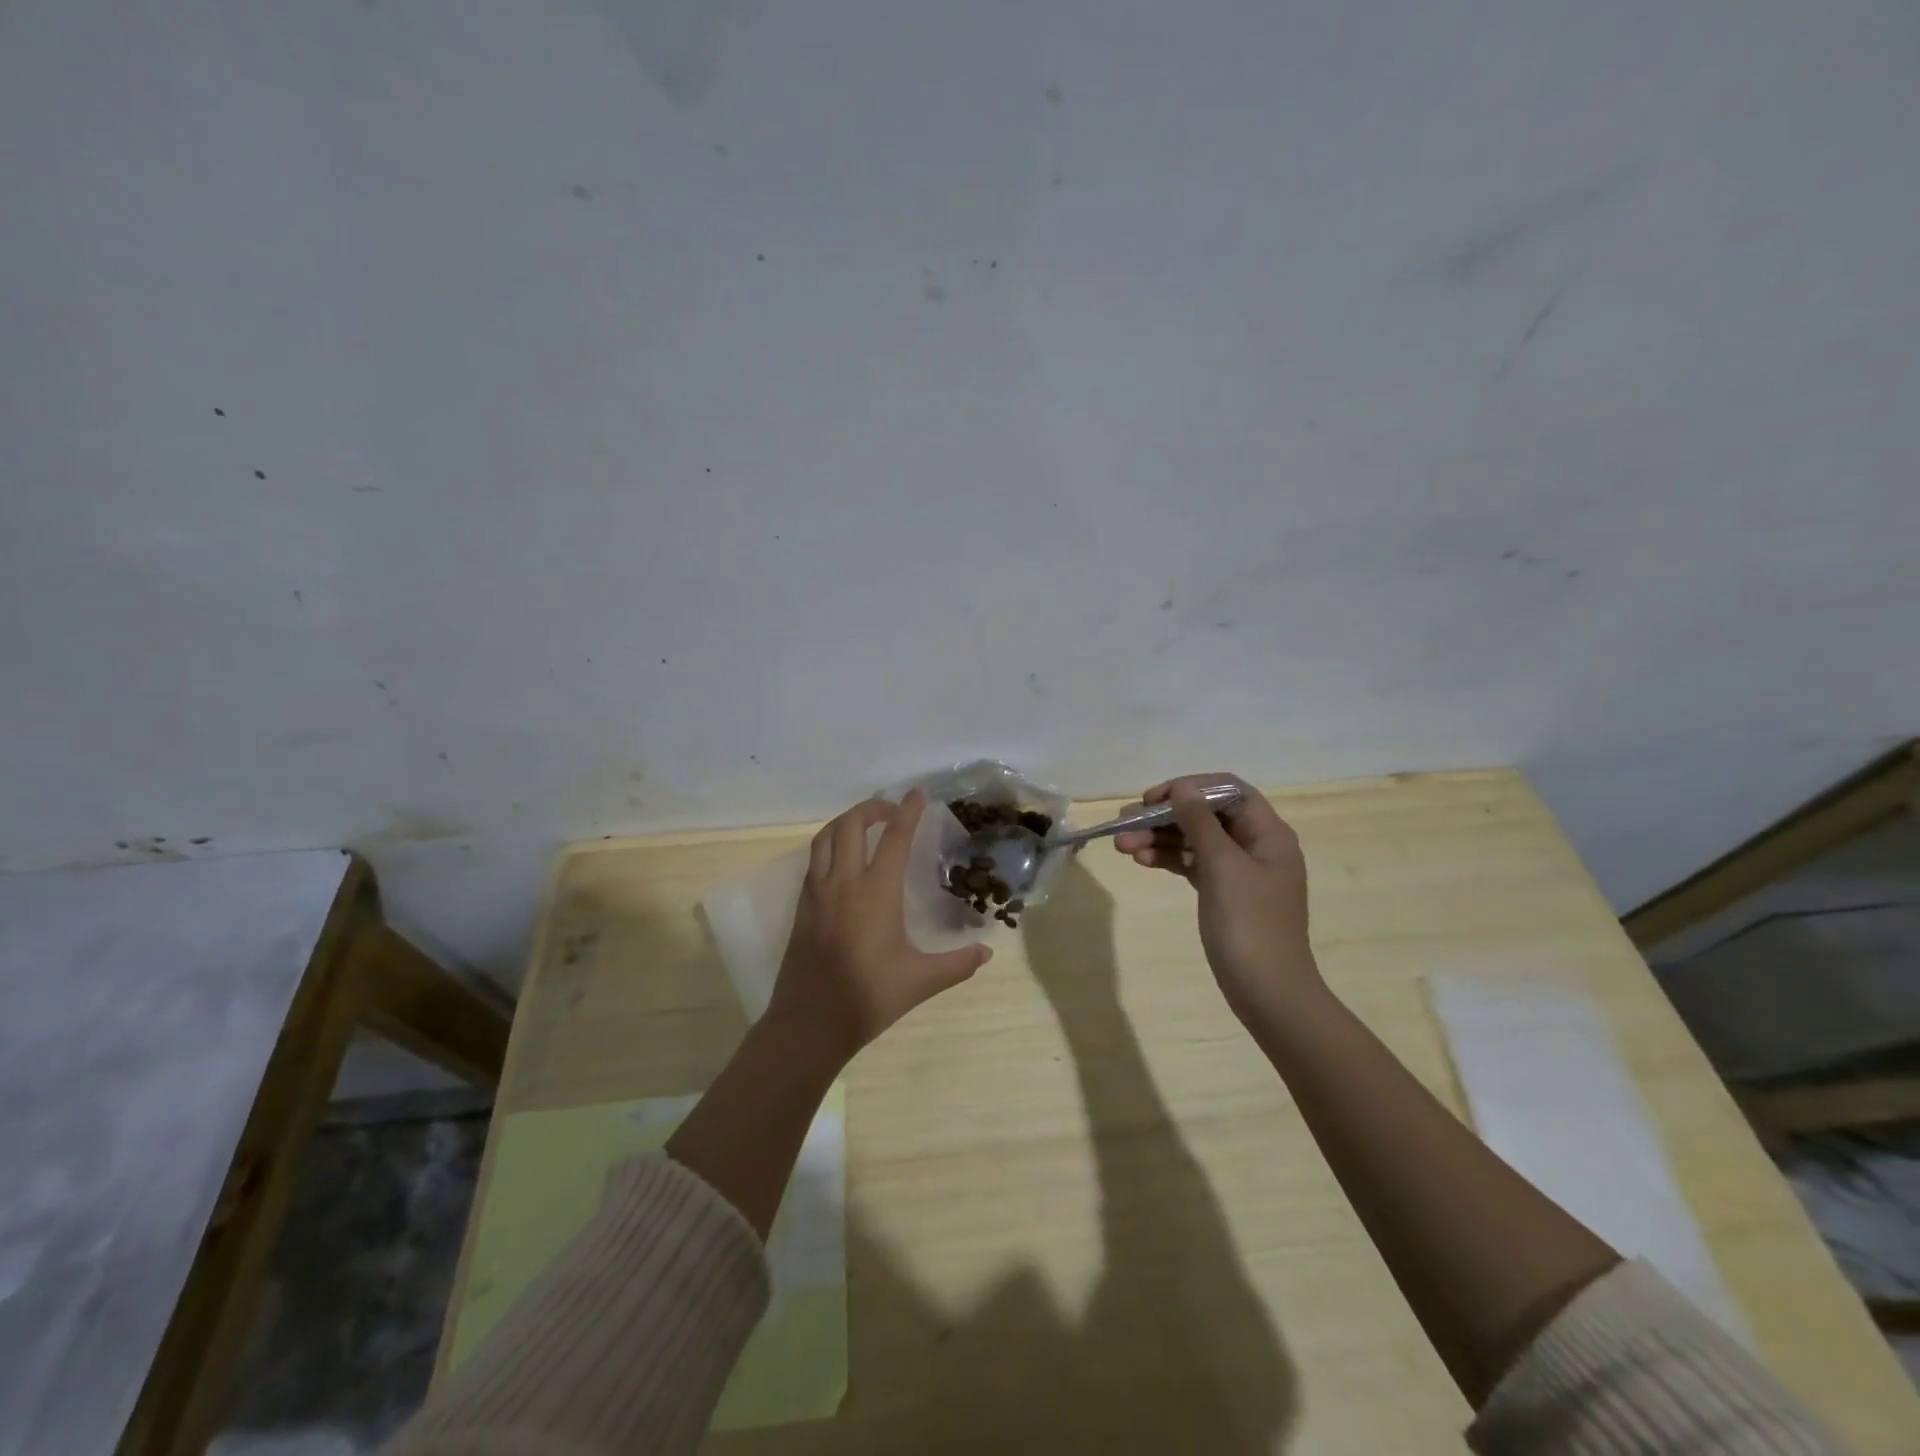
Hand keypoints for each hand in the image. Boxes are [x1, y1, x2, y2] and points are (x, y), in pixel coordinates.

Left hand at [767, 788, 993, 1062]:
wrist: (809, 1023)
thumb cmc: (868, 998)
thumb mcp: (920, 981)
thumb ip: (956, 964)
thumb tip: (987, 952)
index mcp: (875, 893)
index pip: (894, 838)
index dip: (907, 812)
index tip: (917, 793)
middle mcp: (843, 883)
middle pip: (851, 825)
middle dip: (872, 808)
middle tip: (893, 811)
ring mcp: (817, 892)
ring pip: (826, 837)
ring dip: (846, 822)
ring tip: (866, 825)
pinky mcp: (802, 905)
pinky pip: (814, 859)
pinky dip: (830, 844)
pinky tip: (842, 859)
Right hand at [1113, 773, 1320, 1024]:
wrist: (1268, 993)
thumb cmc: (1249, 924)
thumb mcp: (1222, 866)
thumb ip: (1200, 822)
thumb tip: (1182, 787)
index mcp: (1268, 833)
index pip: (1227, 791)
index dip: (1189, 788)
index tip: (1153, 800)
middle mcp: (1256, 846)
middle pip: (1206, 815)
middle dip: (1165, 816)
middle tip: (1124, 823)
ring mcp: (1240, 872)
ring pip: (1194, 841)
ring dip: (1159, 838)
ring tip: (1122, 845)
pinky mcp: (1224, 894)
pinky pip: (1193, 865)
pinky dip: (1169, 860)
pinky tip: (1141, 860)